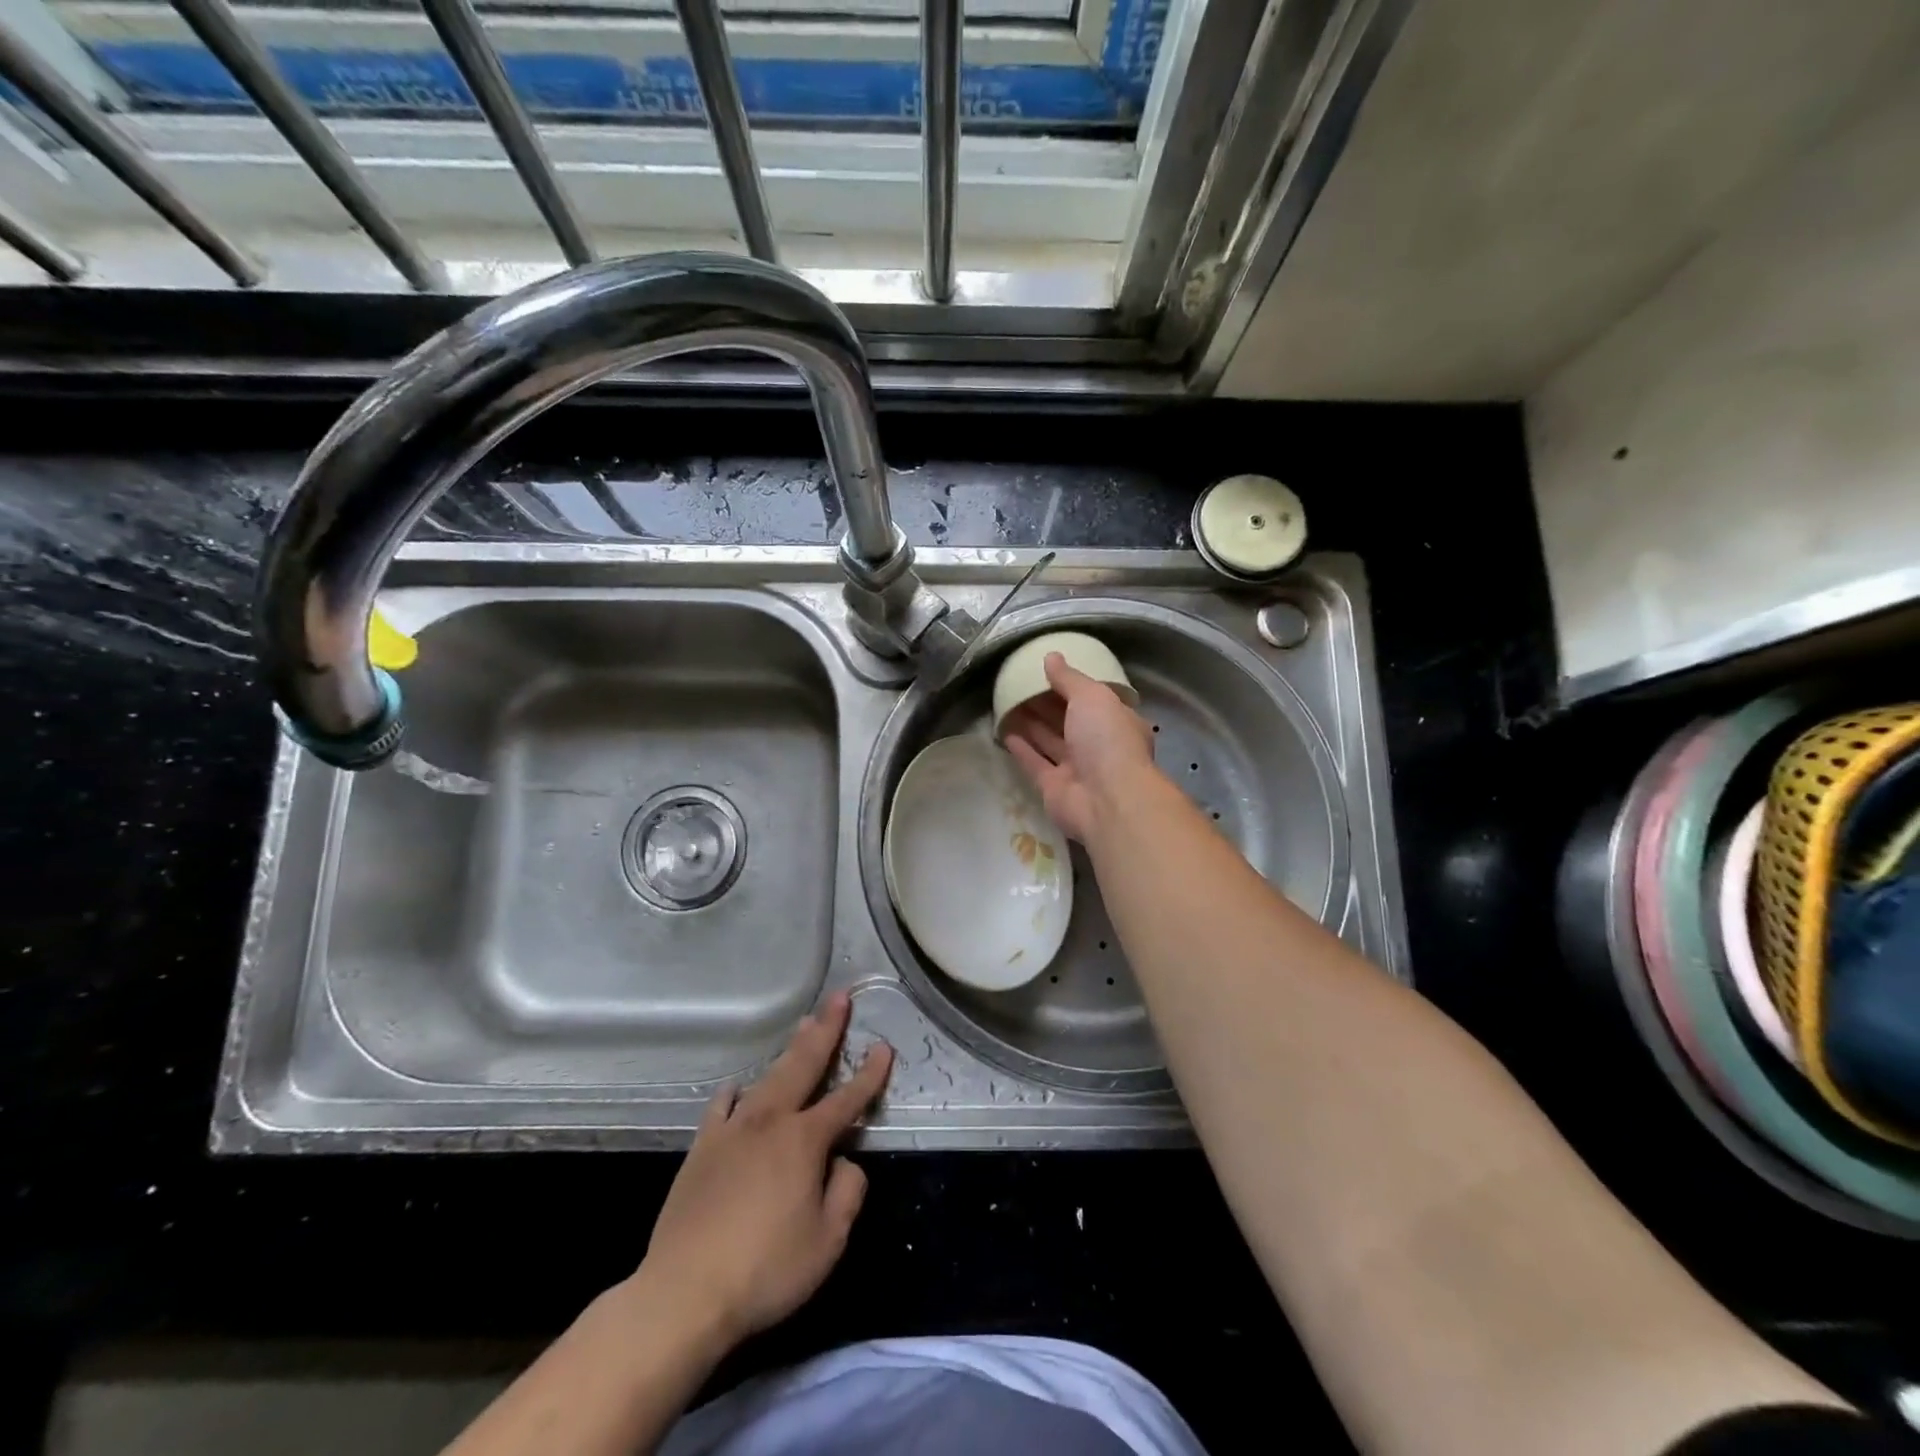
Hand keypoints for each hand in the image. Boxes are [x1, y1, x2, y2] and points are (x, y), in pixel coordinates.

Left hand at [633, 993, 892, 1352]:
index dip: (870, 1073)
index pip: (848, 1099)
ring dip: (790, 1049)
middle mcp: (771, 1121)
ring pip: (768, 1077)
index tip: (884, 1047)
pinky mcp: (702, 1147)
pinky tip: (739, 1088)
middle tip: (839, 997)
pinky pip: (723, 1106)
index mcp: (805, 1140)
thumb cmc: (765, 1270)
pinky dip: (737, 1093)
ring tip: (804, 1023)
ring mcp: (733, 1130)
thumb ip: (847, 1192)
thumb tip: (844, 1162)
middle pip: (804, 1064)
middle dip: (826, 1029)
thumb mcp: (828, 1242)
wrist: (684, 1293)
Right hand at [1001, 652, 1156, 841]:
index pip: (1094, 699)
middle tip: (1019, 684)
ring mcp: (1077, 769)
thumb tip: (1051, 657)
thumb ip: (1069, 678)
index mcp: (1117, 722)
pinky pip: (1035, 763)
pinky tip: (1004, 731)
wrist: (1107, 800)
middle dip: (1047, 704)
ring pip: (1050, 741)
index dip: (1072, 685)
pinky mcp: (1054, 788)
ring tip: (1007, 703)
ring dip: (1031, 724)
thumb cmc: (1108, 740)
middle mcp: (1099, 746)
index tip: (1047, 671)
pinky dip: (1022, 748)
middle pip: (1069, 720)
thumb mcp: (1092, 696)